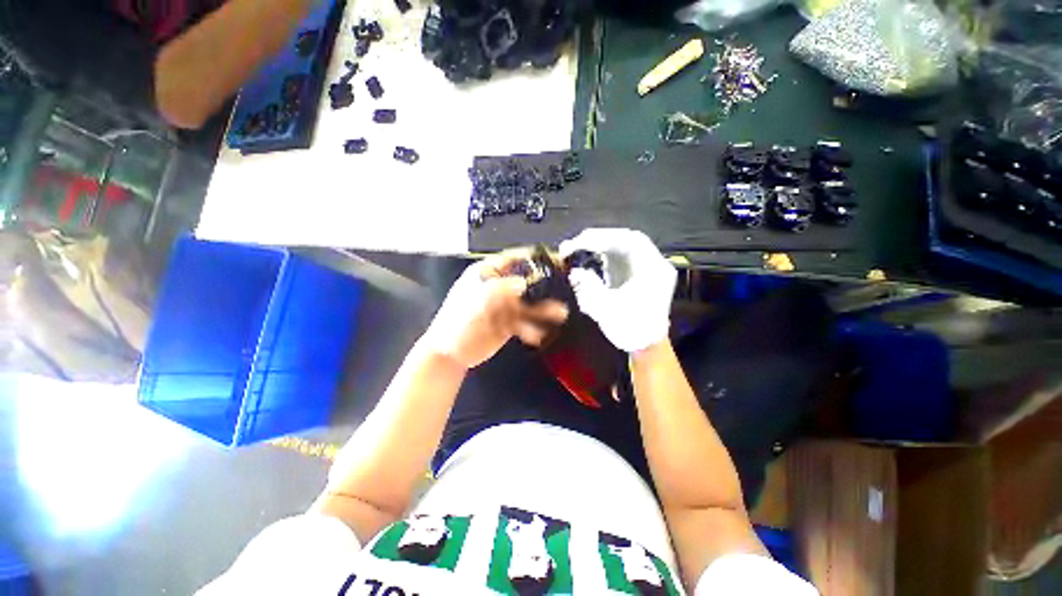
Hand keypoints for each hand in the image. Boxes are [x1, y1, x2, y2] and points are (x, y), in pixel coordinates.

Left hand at [422, 251, 569, 368]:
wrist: (450, 352)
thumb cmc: (459, 320)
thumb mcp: (477, 300)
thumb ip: (501, 289)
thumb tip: (525, 283)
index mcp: (487, 274)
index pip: (513, 260)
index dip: (532, 258)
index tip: (554, 259)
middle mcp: (498, 288)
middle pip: (526, 282)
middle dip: (544, 286)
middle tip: (565, 287)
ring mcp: (504, 306)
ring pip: (528, 304)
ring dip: (544, 309)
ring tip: (561, 313)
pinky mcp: (508, 324)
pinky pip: (525, 323)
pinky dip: (533, 328)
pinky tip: (538, 335)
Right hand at [560, 229, 675, 352]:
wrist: (646, 345)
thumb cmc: (629, 329)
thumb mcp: (605, 309)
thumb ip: (589, 288)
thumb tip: (575, 272)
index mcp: (653, 270)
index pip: (628, 241)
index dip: (601, 237)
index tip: (578, 242)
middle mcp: (655, 263)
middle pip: (627, 239)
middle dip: (599, 238)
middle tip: (575, 243)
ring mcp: (648, 267)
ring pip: (625, 245)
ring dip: (602, 243)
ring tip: (579, 246)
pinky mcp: (639, 273)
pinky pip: (623, 255)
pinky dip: (606, 252)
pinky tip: (592, 255)